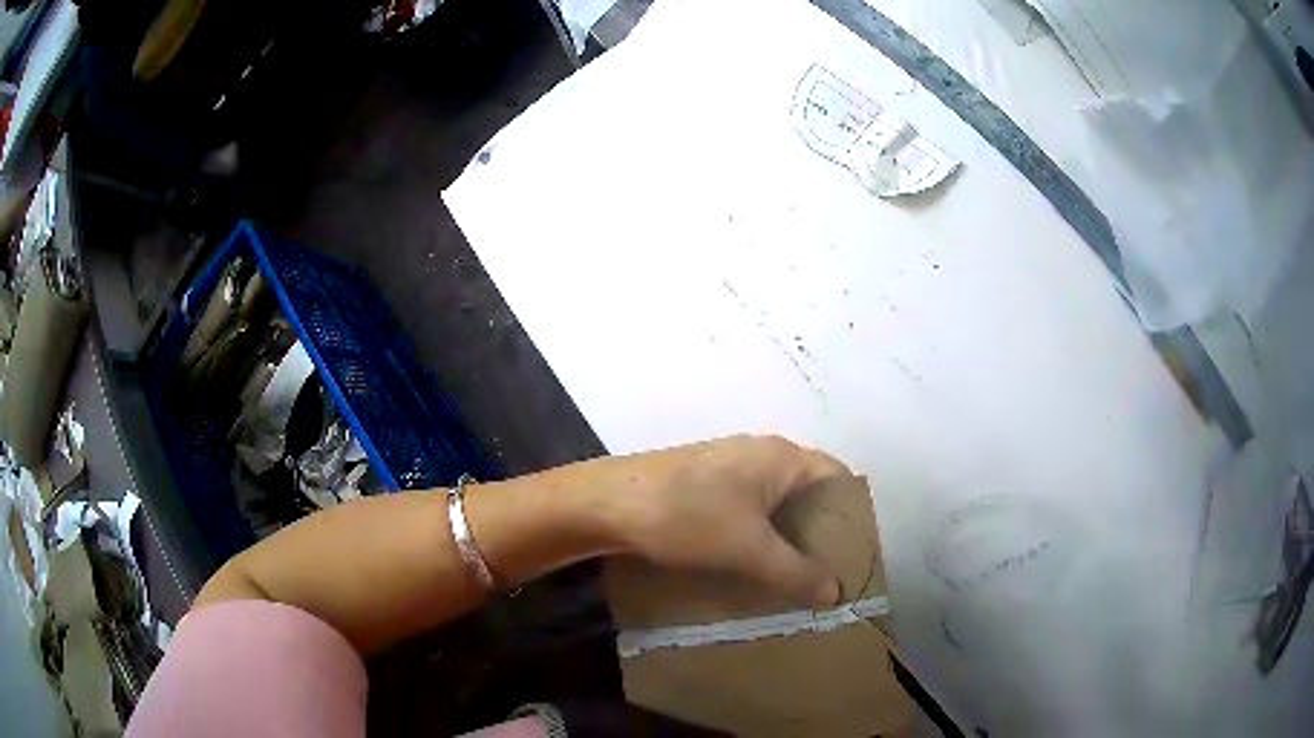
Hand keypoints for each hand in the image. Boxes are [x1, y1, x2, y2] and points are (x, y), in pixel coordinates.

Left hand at [577, 435, 849, 608]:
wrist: (607, 503)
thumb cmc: (687, 516)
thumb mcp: (748, 549)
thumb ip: (796, 572)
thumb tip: (834, 594)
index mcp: (781, 457)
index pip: (837, 478)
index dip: (852, 514)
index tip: (858, 553)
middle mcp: (760, 454)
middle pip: (807, 493)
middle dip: (820, 532)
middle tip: (831, 573)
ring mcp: (728, 468)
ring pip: (774, 505)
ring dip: (787, 537)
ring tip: (798, 577)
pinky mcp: (703, 485)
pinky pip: (747, 510)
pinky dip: (759, 536)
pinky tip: (754, 565)